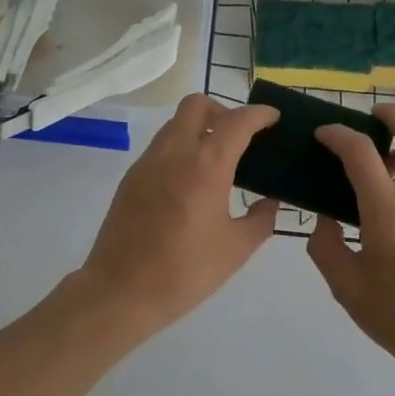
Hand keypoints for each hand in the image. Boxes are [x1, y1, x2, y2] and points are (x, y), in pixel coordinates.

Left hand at [72, 94, 280, 338]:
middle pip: (197, 104)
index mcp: (206, 165)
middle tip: (240, 136)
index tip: (273, 117)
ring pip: (176, 123)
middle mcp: (175, 152)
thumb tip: (270, 202)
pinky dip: (181, 148)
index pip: (237, 121)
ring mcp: (148, 162)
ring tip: (218, 159)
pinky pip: (161, 146)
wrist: (121, 291)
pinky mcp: (131, 177)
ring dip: (199, 128)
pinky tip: (191, 181)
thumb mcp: (236, 249)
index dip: (259, 114)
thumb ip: (261, 219)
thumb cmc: (185, 271)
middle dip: (223, 109)